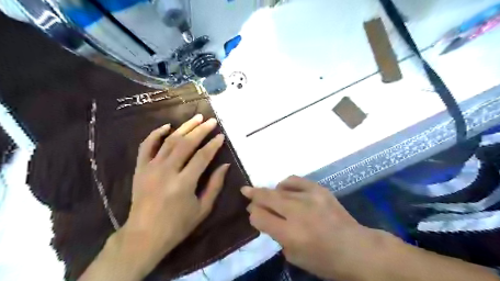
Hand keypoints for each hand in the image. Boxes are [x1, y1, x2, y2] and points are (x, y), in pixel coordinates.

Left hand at [120, 114, 230, 274]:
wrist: (144, 236)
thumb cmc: (177, 225)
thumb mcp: (203, 209)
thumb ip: (215, 185)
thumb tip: (225, 165)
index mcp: (184, 183)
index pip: (202, 156)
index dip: (213, 144)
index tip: (221, 136)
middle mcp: (167, 171)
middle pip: (186, 143)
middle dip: (201, 130)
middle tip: (211, 121)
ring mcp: (151, 168)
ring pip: (169, 141)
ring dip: (184, 127)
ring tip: (196, 118)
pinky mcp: (140, 169)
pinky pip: (146, 146)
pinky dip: (155, 134)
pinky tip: (167, 126)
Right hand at [242, 175, 390, 277]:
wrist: (356, 248)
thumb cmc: (324, 260)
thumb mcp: (294, 256)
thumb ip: (276, 234)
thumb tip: (264, 215)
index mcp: (291, 234)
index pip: (260, 217)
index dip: (253, 214)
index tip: (253, 213)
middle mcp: (298, 212)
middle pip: (267, 198)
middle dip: (253, 194)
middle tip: (245, 190)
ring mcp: (310, 197)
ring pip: (279, 188)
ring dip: (269, 191)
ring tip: (268, 195)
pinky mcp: (319, 189)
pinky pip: (295, 180)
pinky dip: (285, 184)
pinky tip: (284, 188)